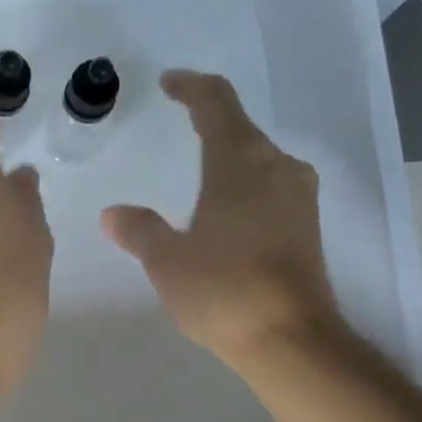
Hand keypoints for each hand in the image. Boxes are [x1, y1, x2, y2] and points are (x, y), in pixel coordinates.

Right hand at [102, 70, 343, 367]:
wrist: (291, 339)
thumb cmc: (223, 291)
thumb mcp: (167, 261)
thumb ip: (139, 230)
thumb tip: (113, 213)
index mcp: (239, 162)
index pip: (216, 103)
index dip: (191, 87)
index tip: (170, 82)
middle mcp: (276, 166)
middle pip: (241, 127)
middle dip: (210, 121)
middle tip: (180, 123)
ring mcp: (298, 195)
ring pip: (259, 157)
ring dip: (229, 154)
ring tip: (199, 169)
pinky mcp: (308, 224)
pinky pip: (271, 184)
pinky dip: (245, 183)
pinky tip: (227, 208)